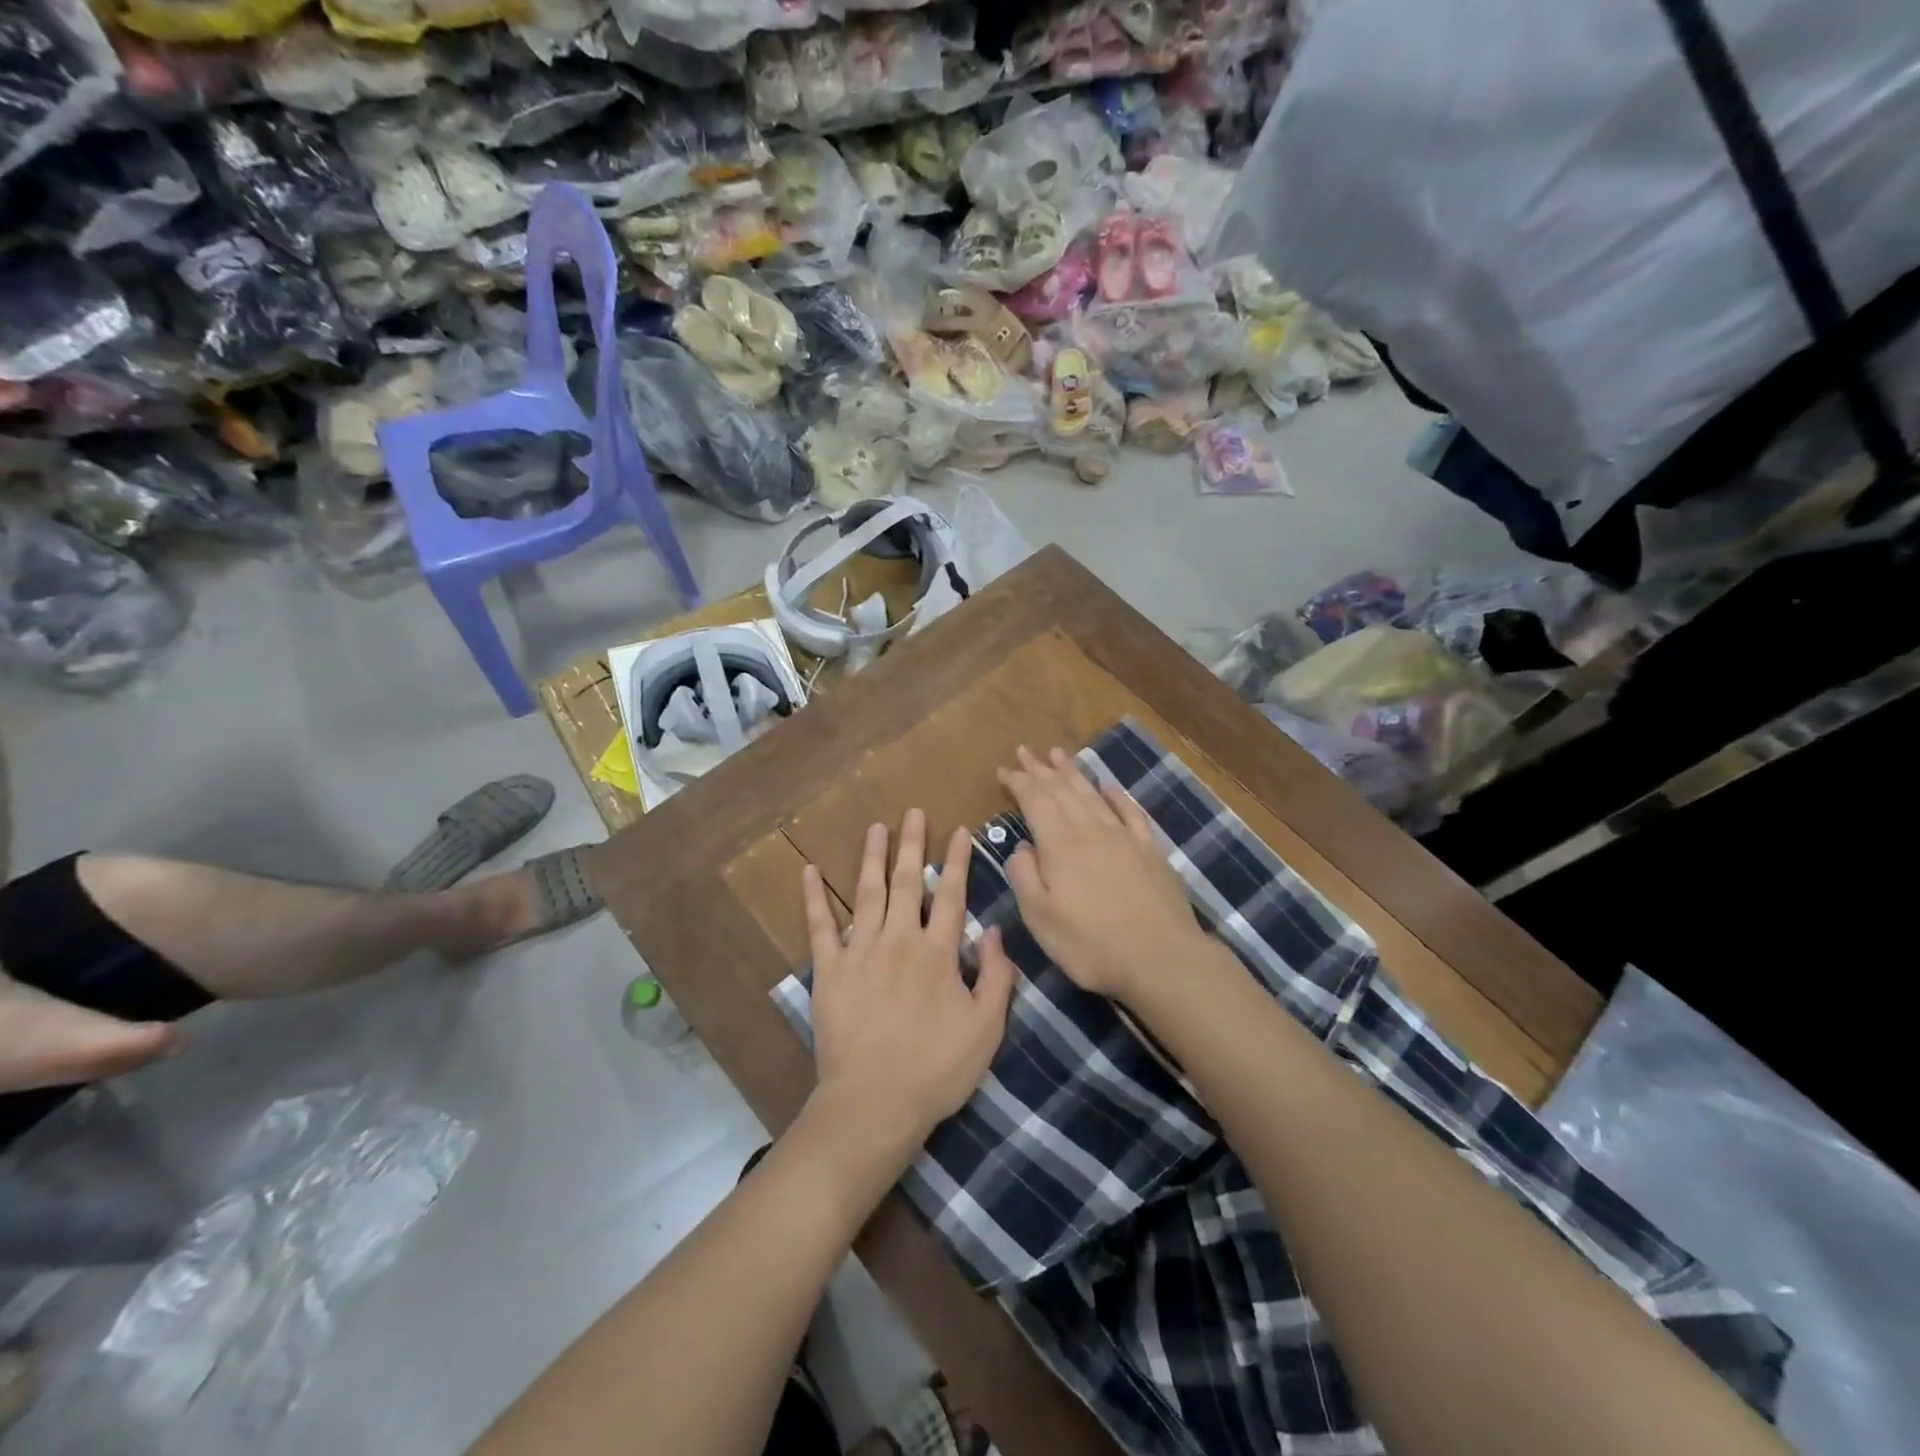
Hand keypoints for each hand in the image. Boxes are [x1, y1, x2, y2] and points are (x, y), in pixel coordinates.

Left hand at [803, 810, 1015, 1151]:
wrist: (874, 1103)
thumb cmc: (937, 1069)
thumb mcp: (986, 1028)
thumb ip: (997, 976)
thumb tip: (995, 932)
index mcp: (938, 952)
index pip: (951, 895)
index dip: (958, 861)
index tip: (959, 830)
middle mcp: (899, 940)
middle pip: (907, 882)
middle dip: (912, 844)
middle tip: (913, 812)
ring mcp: (860, 952)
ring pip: (868, 893)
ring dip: (872, 857)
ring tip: (875, 827)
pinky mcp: (829, 971)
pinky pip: (820, 927)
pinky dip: (814, 898)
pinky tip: (810, 872)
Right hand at [996, 746, 1205, 1001]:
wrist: (1162, 958)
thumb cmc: (1092, 944)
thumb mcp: (1040, 919)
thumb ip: (1024, 877)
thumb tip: (1020, 847)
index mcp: (1060, 845)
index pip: (1035, 801)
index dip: (1018, 782)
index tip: (1004, 769)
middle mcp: (1091, 830)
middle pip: (1062, 790)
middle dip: (1041, 769)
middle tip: (1025, 750)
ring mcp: (1124, 837)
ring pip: (1092, 794)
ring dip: (1073, 772)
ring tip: (1058, 753)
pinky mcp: (1149, 849)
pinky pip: (1129, 811)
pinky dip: (1115, 795)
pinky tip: (1107, 786)